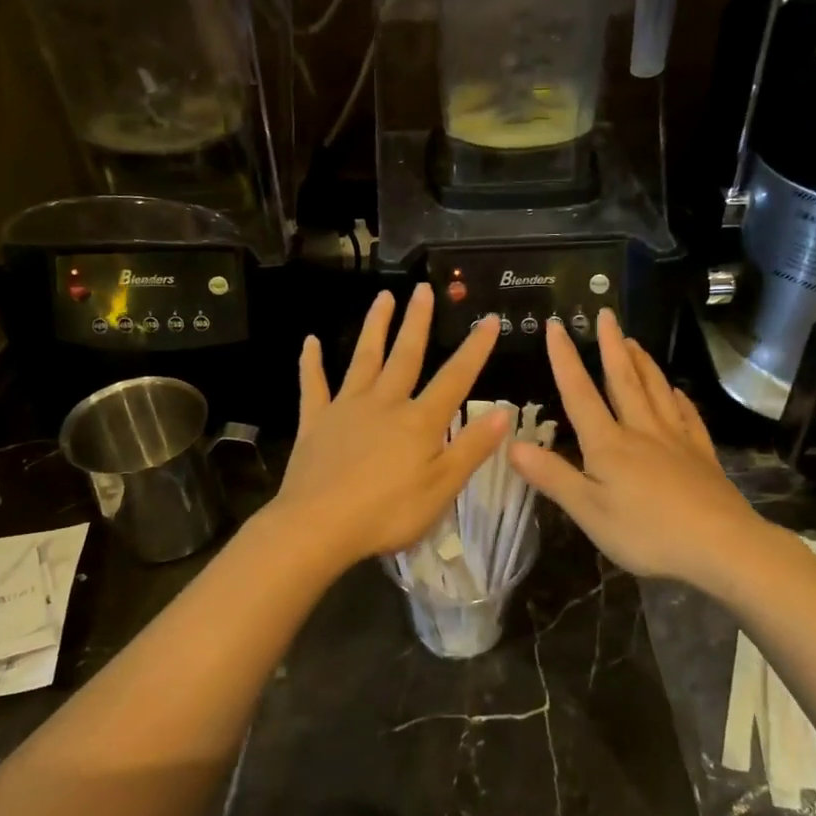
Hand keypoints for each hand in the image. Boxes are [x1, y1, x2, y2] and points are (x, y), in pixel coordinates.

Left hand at [270, 284, 510, 573]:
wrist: (317, 526)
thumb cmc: (387, 513)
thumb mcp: (442, 487)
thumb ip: (472, 448)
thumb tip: (505, 411)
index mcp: (419, 421)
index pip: (455, 378)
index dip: (475, 349)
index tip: (489, 320)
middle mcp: (384, 404)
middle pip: (405, 356)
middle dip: (417, 322)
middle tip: (423, 289)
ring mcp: (346, 409)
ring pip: (363, 359)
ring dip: (374, 327)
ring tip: (382, 297)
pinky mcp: (315, 422)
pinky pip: (314, 386)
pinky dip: (311, 363)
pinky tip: (310, 342)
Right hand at [509, 310, 772, 588]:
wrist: (720, 546)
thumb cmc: (647, 532)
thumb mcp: (589, 511)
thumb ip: (552, 476)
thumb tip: (511, 443)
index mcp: (609, 443)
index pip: (580, 393)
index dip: (565, 359)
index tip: (555, 325)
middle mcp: (641, 431)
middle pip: (624, 380)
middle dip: (611, 346)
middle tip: (606, 314)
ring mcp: (675, 440)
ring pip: (656, 390)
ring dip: (642, 362)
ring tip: (634, 340)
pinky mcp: (701, 455)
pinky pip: (687, 417)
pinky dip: (679, 399)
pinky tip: (676, 390)